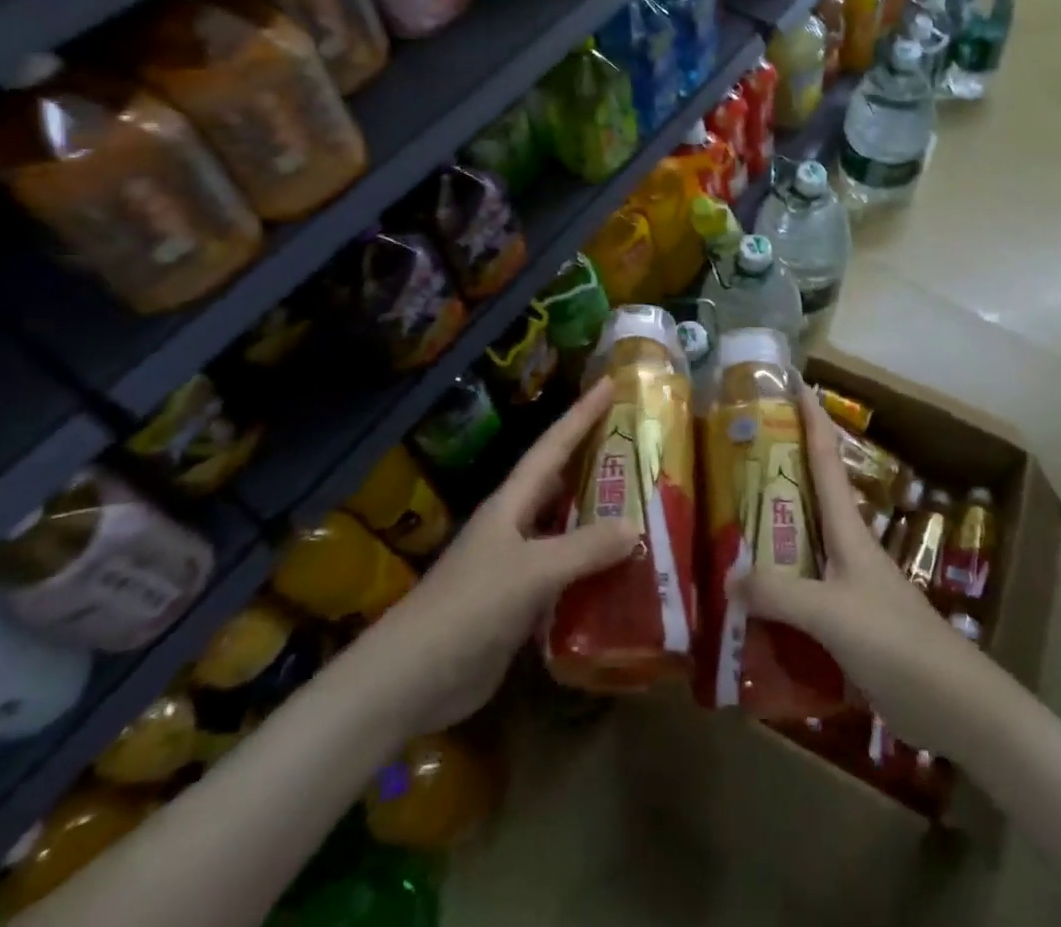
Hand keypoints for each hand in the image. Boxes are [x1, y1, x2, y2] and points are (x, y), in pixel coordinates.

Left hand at [361, 379, 638, 736]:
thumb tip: (636, 526)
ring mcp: (518, 566)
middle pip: (563, 483)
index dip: (582, 413)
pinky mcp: (522, 606)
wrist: (413, 678)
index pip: (554, 445)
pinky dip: (595, 573)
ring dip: (601, 521)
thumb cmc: (471, 607)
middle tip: (642, 447)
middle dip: (598, 462)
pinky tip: (626, 578)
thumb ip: (585, 547)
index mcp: (513, 503)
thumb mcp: (532, 571)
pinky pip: (568, 578)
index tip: (611, 382)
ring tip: (648, 509)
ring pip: (568, 532)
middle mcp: (517, 526)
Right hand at [736, 387, 1003, 758]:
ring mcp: (849, 586)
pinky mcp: (847, 622)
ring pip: (802, 544)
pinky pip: (802, 591)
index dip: (812, 420)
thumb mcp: (831, 613)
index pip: (827, 459)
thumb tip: (729, 576)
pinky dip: (776, 585)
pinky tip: (748, 601)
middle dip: (779, 468)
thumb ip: (779, 593)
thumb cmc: (895, 642)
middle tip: (737, 452)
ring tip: (728, 521)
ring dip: (771, 530)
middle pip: (810, 495)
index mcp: (848, 529)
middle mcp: (847, 548)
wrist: (951, 704)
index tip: (796, 383)